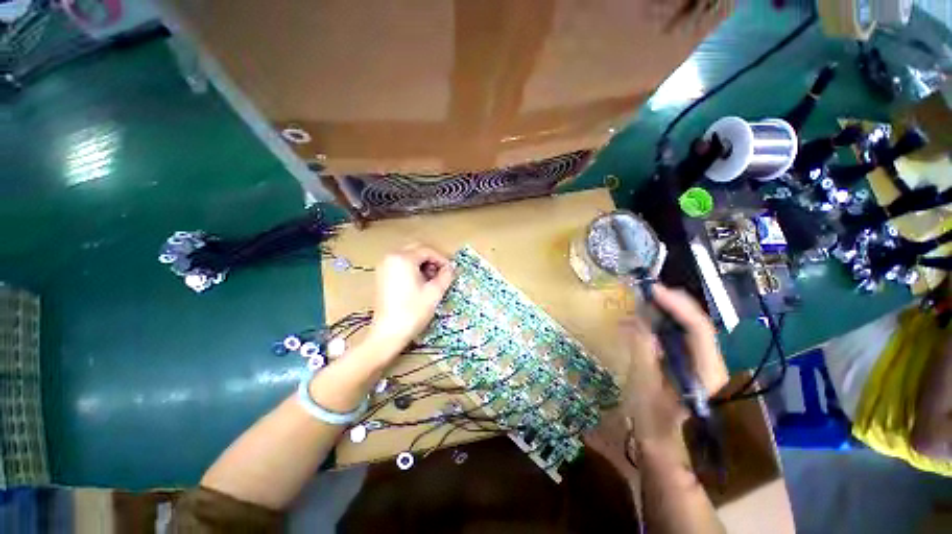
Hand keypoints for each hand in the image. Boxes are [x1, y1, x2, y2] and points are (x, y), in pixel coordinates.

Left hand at [368, 244, 454, 353]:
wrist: (388, 333)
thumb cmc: (413, 311)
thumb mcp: (434, 292)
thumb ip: (445, 276)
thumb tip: (450, 268)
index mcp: (403, 258)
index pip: (427, 250)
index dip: (442, 259)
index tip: (451, 271)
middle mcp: (391, 257)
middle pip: (416, 250)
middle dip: (432, 259)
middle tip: (442, 273)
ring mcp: (384, 267)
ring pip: (408, 257)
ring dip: (422, 264)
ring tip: (432, 279)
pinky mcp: (381, 277)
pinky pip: (400, 265)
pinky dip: (412, 269)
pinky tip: (419, 283)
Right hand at [586, 284, 726, 474]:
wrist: (658, 438)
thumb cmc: (651, 416)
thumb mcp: (643, 382)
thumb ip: (643, 350)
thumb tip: (640, 321)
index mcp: (705, 371)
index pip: (698, 328)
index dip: (676, 305)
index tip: (653, 290)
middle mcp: (709, 362)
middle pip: (694, 323)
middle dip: (670, 303)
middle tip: (644, 290)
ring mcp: (698, 361)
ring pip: (683, 326)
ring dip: (661, 312)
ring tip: (637, 303)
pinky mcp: (685, 361)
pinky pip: (673, 335)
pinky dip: (655, 325)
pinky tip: (634, 323)